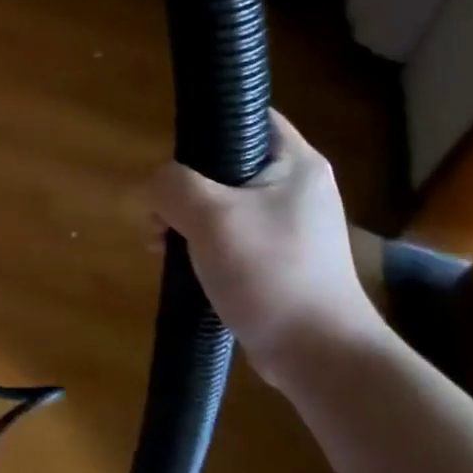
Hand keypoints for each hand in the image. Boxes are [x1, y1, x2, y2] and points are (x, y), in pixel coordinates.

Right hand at [146, 110, 382, 392]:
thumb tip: (153, 189)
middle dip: (181, 185)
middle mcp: (296, 188)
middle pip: (224, 163)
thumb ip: (171, 185)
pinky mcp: (278, 259)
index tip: (172, 153)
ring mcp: (289, 226)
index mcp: (295, 163)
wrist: (319, 356)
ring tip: (158, 242)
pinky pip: (229, 235)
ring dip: (184, 217)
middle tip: (156, 211)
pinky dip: (200, 242)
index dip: (207, 123)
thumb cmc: (270, 272)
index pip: (249, 116)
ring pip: (221, 202)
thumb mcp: (210, 217)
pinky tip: (176, 262)